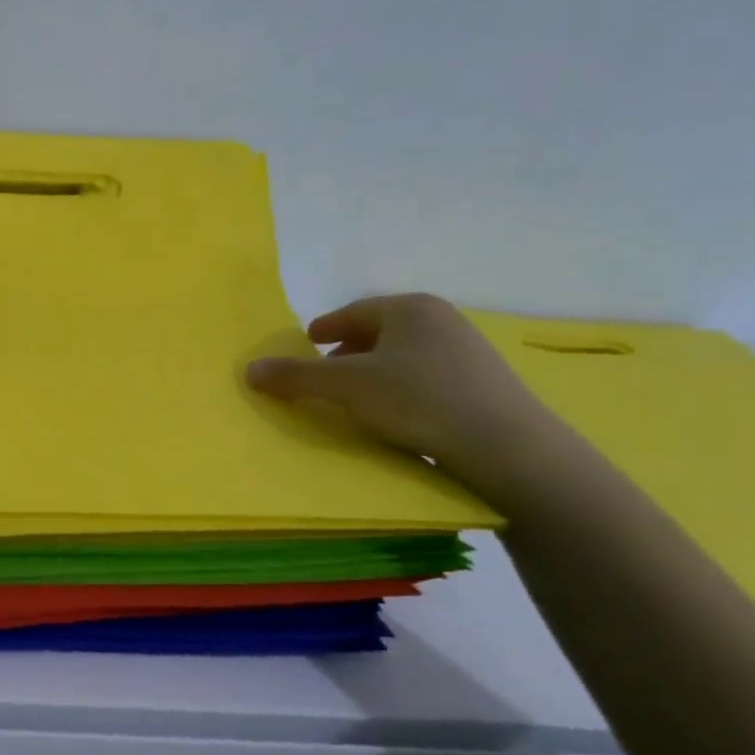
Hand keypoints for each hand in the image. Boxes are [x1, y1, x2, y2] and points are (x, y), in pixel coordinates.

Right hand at [245, 294, 557, 487]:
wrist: (505, 446)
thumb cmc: (417, 400)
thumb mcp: (345, 386)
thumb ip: (296, 376)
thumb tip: (249, 369)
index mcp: (410, 308)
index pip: (354, 311)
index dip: (326, 327)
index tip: (307, 341)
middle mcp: (442, 320)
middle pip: (380, 332)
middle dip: (348, 351)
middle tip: (325, 373)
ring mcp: (468, 352)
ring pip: (404, 356)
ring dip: (374, 372)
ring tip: (355, 399)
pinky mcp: (484, 384)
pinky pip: (426, 378)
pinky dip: (401, 389)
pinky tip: (394, 415)